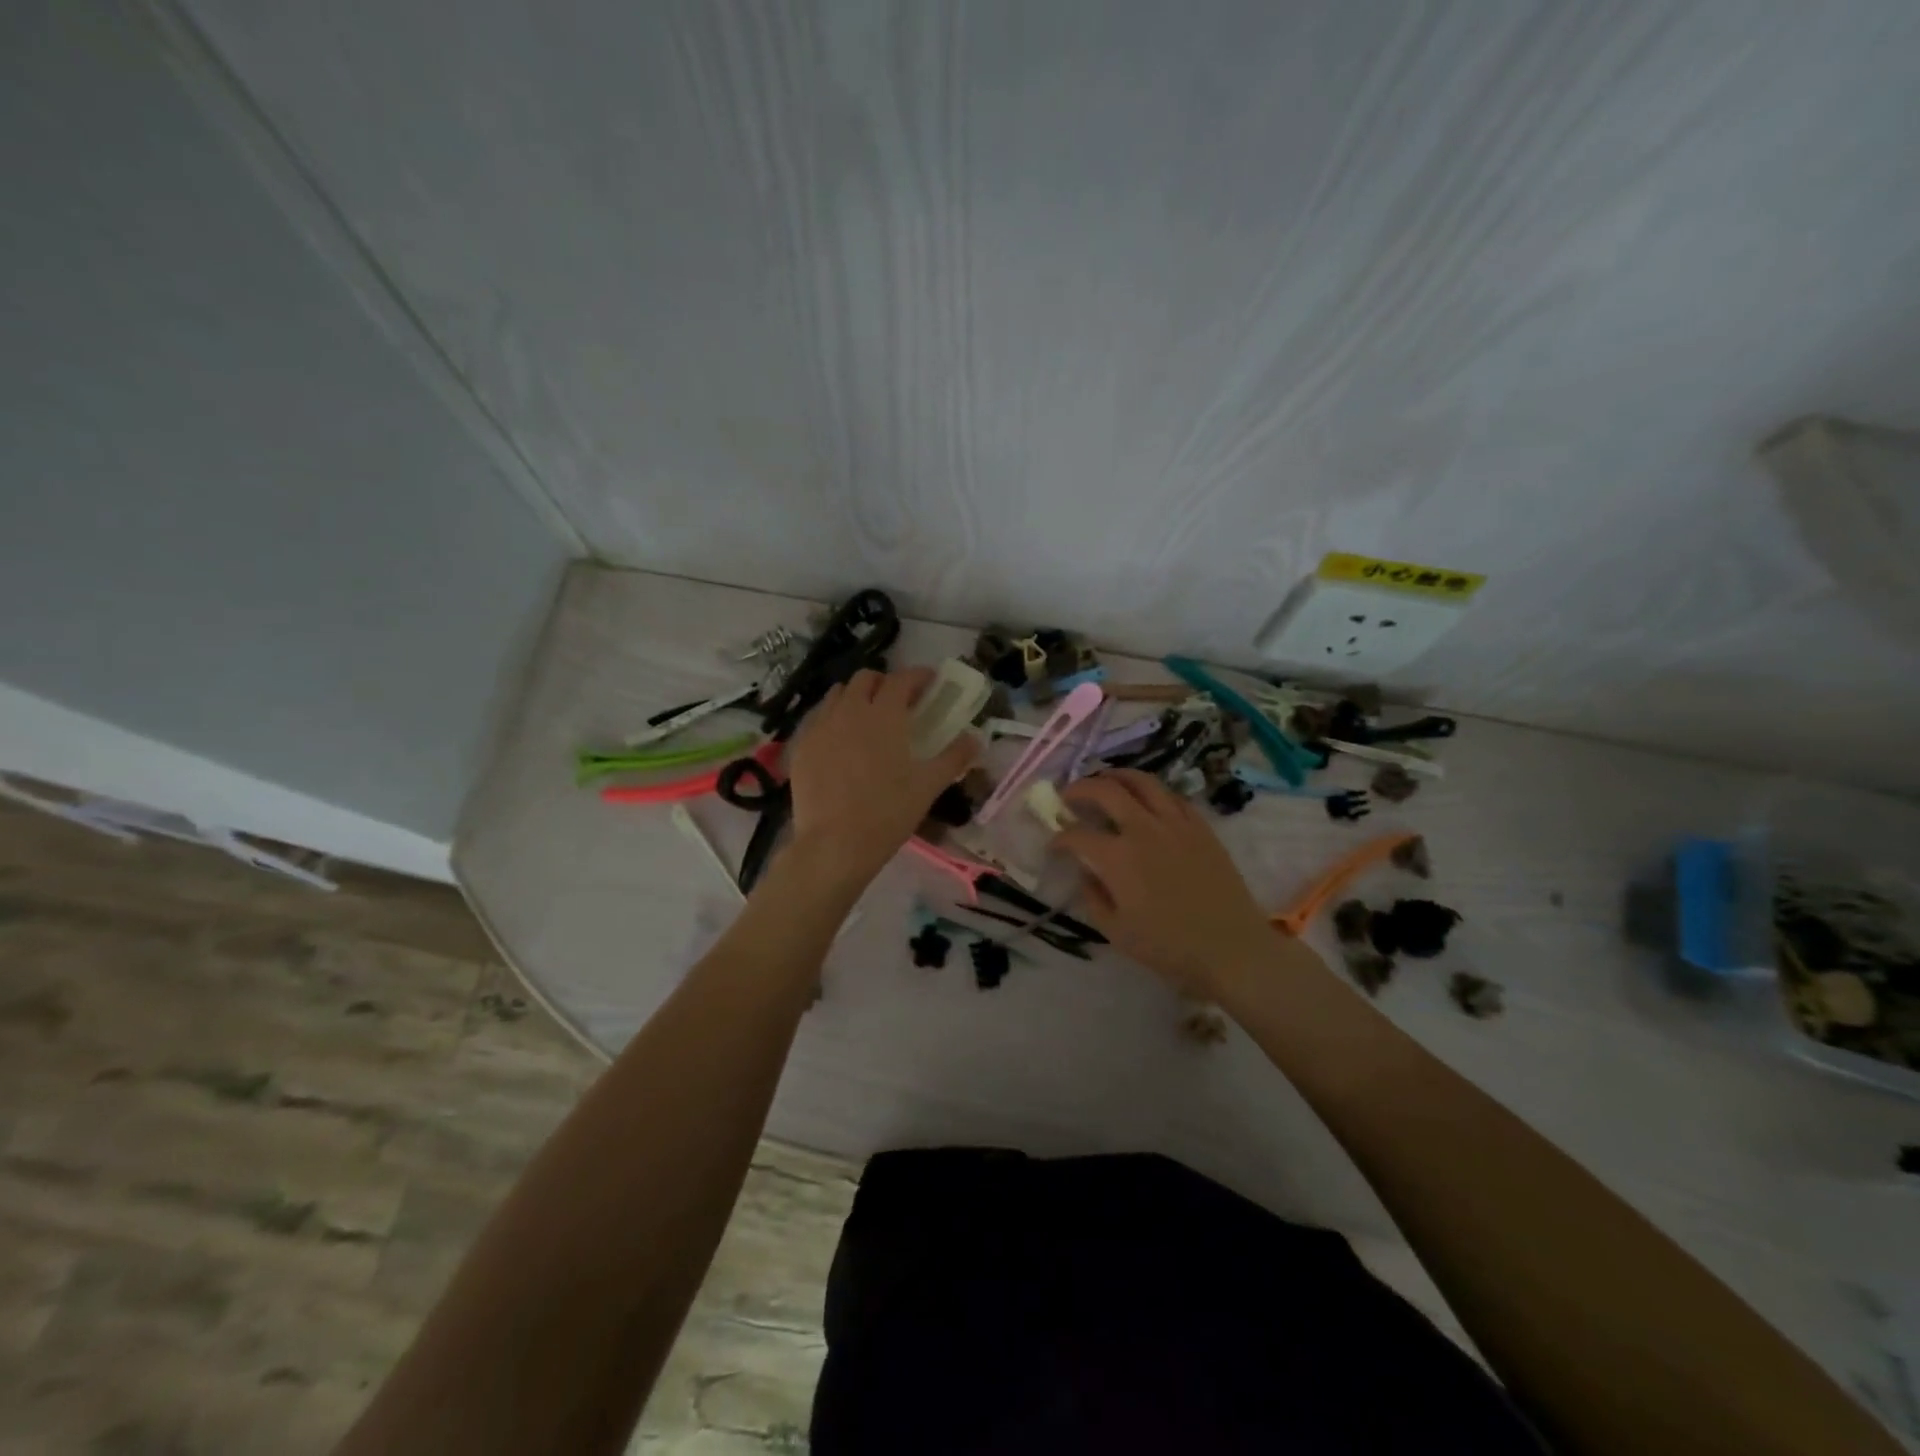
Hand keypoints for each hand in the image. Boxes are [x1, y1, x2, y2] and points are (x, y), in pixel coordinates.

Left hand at [785, 667, 979, 888]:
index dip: (918, 675)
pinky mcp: (800, 747)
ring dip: (855, 696)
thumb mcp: (929, 786)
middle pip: (865, 678)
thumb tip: (976, 738)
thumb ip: (954, 757)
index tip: (930, 682)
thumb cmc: (888, 813)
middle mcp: (849, 710)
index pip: (901, 679)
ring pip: (837, 694)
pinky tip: (840, 741)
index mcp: (884, 714)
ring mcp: (820, 727)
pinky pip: (817, 719)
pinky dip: (832, 718)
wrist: (834, 844)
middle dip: (884, 682)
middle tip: (899, 701)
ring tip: (866, 717)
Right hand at [1052, 770, 1277, 998]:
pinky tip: (1146, 800)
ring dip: (1116, 776)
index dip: (1059, 838)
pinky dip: (1152, 791)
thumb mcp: (1116, 932)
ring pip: (1142, 781)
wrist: (1232, 948)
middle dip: (1079, 788)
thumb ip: (1093, 898)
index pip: (1077, 835)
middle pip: (1105, 790)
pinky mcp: (1200, 826)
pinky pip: (1172, 796)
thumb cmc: (1170, 947)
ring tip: (1105, 780)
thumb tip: (1086, 874)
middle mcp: (1143, 829)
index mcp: (1117, 858)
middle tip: (1069, 796)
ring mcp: (1175, 823)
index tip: (1054, 845)